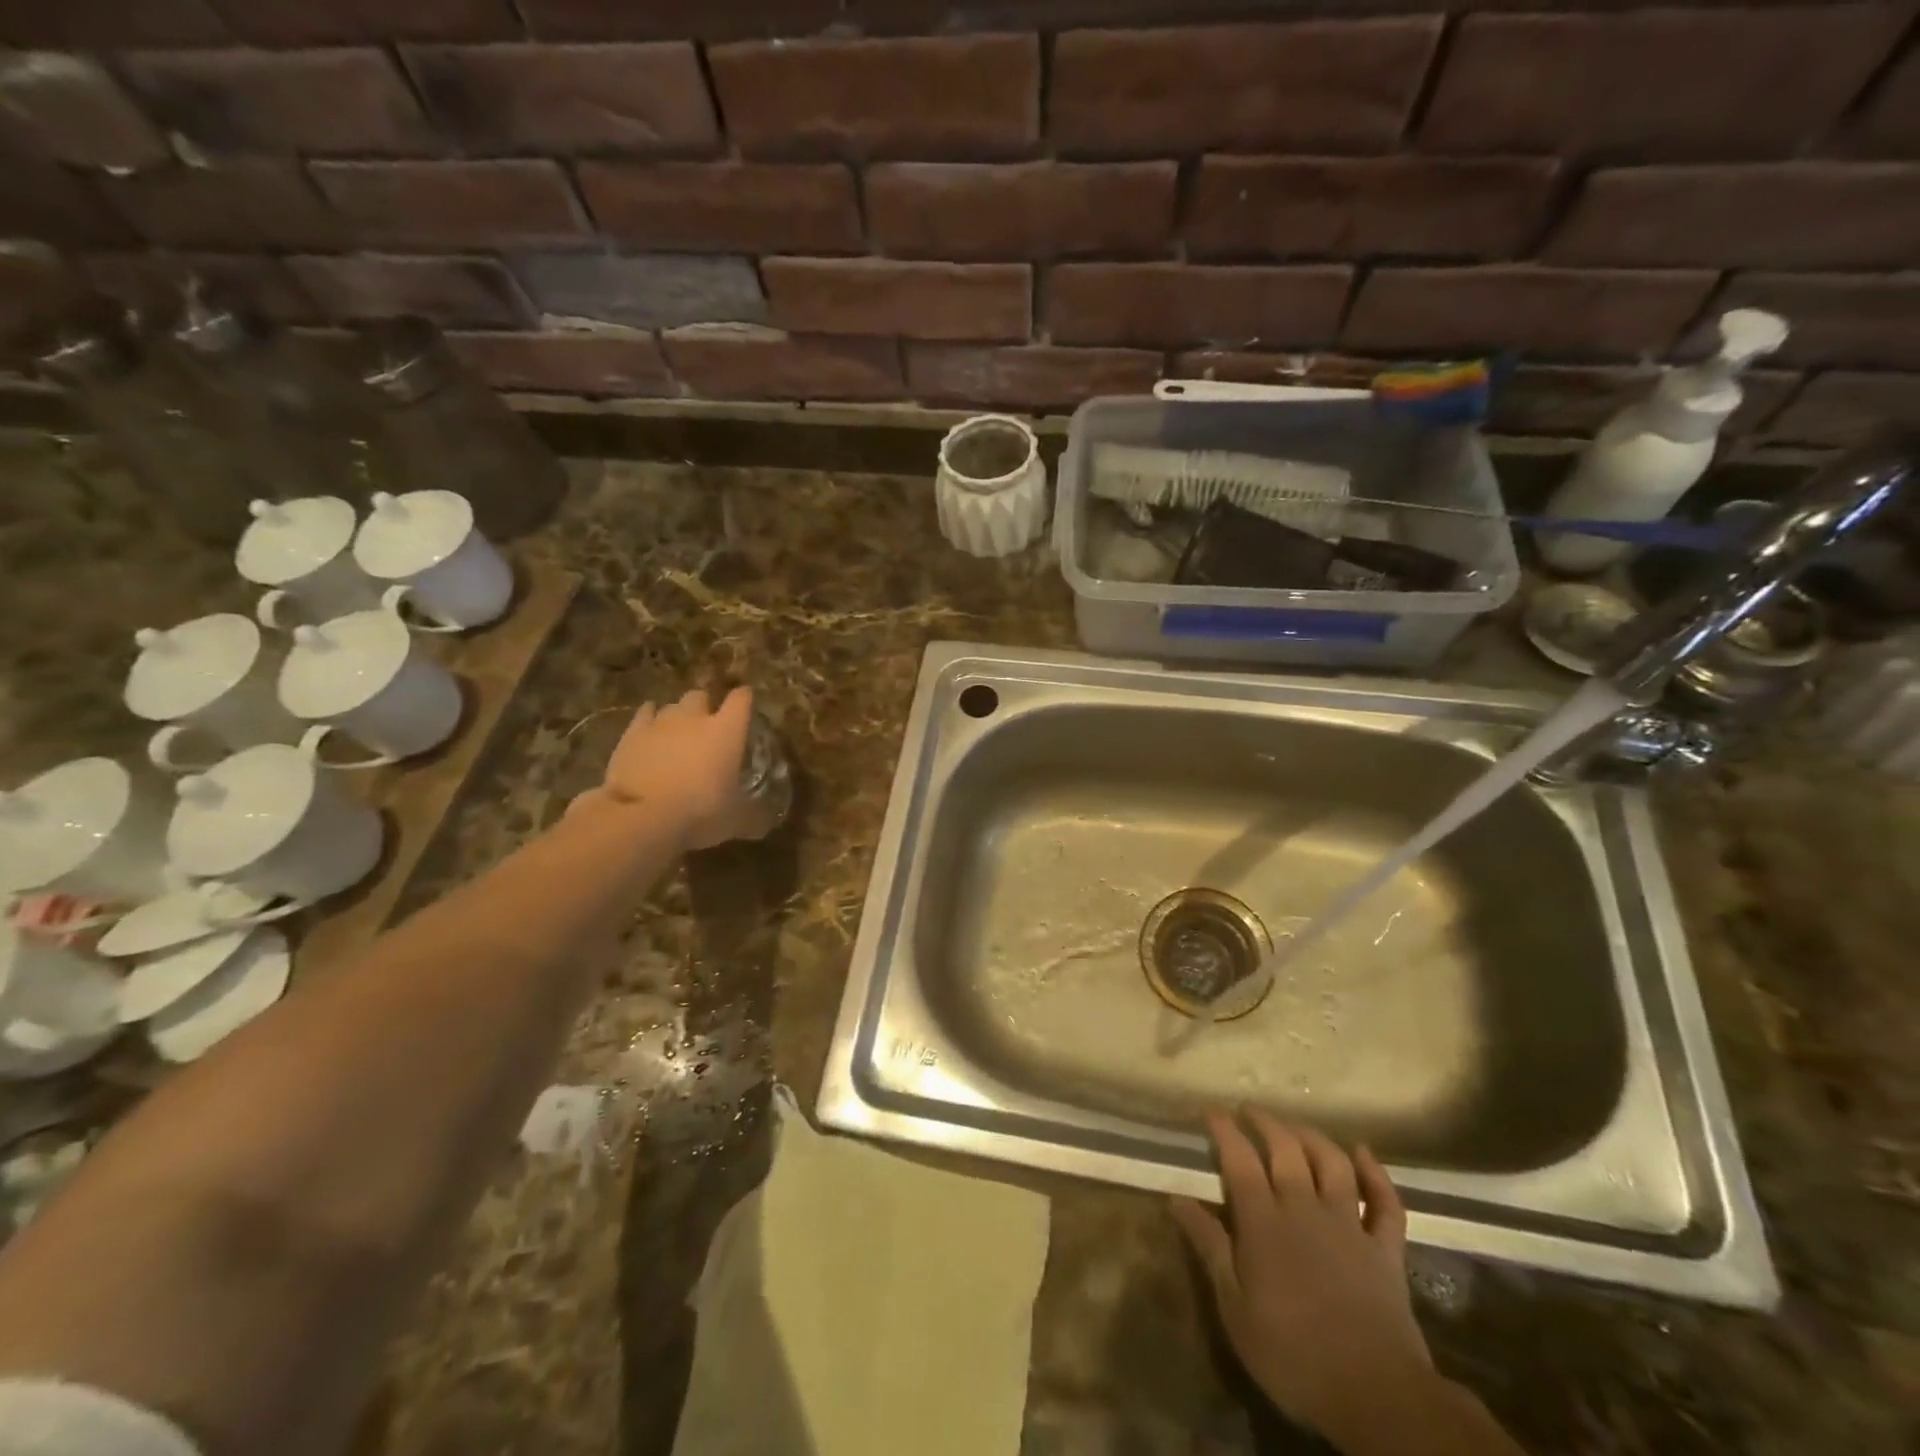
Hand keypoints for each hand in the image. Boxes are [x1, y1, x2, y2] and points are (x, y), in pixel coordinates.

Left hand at [599, 687, 773, 849]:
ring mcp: (660, 722)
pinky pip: (644, 715)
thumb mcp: (736, 820)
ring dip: (677, 716)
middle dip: (705, 706)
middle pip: (701, 696)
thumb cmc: (701, 812)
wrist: (642, 816)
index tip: (746, 703)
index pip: (741, 699)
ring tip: (678, 734)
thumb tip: (764, 824)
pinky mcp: (632, 733)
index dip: (744, 698)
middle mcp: (695, 718)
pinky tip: (651, 734)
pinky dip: (649, 720)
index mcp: (727, 731)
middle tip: (707, 726)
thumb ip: (752, 816)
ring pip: (671, 706)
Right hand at [1171, 1108, 1427, 1443]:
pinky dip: (1376, 1174)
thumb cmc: (1292, 1354)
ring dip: (1312, 1136)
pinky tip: (1363, 1153)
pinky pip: (1385, 1203)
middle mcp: (1304, 1209)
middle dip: (1264, 1122)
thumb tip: (1176, 1198)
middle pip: (1285, 1149)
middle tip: (1248, 1110)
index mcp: (1264, 1221)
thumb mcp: (1234, 1306)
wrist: (1376, 1395)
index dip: (1224, 1128)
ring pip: (1332, 1163)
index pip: (1239, 1158)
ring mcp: (1348, 1226)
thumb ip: (1208, 1246)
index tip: (1210, 1109)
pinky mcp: (1385, 1250)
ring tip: (1294, 1126)